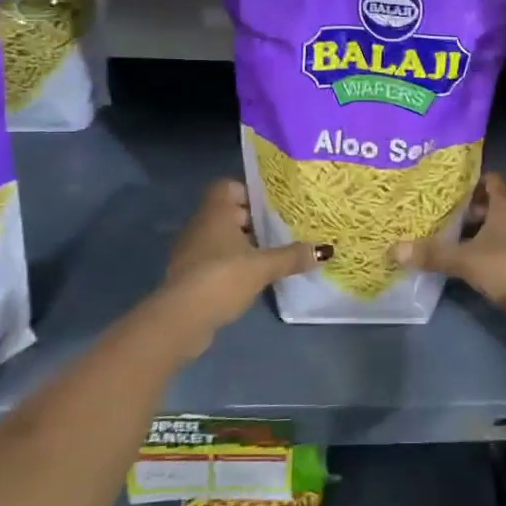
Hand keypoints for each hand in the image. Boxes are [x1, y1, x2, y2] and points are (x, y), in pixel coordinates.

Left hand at [150, 180, 325, 355]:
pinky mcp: (189, 275)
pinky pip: (214, 260)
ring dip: (243, 246)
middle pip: (228, 213)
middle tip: (281, 231)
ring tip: (271, 257)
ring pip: (221, 238)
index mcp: (215, 212)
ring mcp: (191, 251)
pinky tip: (251, 279)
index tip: (271, 207)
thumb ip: (292, 256)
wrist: (181, 319)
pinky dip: (231, 265)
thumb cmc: (222, 278)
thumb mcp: (263, 266)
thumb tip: (324, 250)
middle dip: (253, 222)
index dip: (249, 193)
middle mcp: (200, 225)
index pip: (227, 187)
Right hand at [393, 173, 505, 346]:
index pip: (491, 181)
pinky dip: (478, 256)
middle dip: (464, 210)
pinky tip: (458, 265)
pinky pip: (495, 254)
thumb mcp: (466, 259)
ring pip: (492, 232)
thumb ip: (432, 254)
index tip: (444, 186)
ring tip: (440, 238)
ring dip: (471, 235)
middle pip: (489, 206)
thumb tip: (394, 249)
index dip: (470, 180)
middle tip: (433, 213)